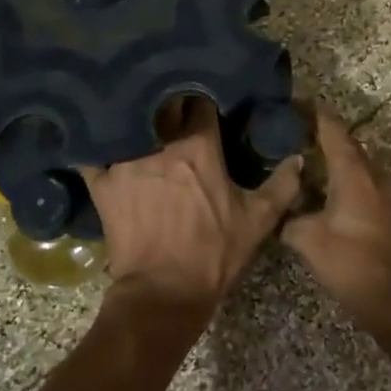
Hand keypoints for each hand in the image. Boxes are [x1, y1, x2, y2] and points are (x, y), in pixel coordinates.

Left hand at [83, 98, 300, 318]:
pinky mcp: (101, 182)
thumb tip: (298, 158)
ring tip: (135, 112)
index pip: (199, 101)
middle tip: (171, 103)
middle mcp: (159, 143)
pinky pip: (92, 152)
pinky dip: (95, 143)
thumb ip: (281, 186)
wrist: (164, 292)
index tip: (205, 99)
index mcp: (198, 146)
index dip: (203, 97)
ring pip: (127, 122)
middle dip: (167, 101)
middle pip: (161, 105)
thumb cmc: (214, 253)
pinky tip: (96, 136)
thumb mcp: (257, 221)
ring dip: (134, 117)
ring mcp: (125, 160)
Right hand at [280, 109, 390, 331]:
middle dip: (324, 132)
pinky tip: (323, 188)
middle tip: (295, 129)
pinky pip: (361, 181)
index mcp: (352, 174)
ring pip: (356, 163)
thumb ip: (289, 218)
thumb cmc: (349, 261)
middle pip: (348, 143)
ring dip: (335, 155)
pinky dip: (342, 176)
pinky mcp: (385, 212)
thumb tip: (278, 211)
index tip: (296, 103)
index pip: (334, 131)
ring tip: (306, 155)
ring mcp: (382, 194)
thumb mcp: (307, 239)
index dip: (316, 114)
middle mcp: (371, 177)